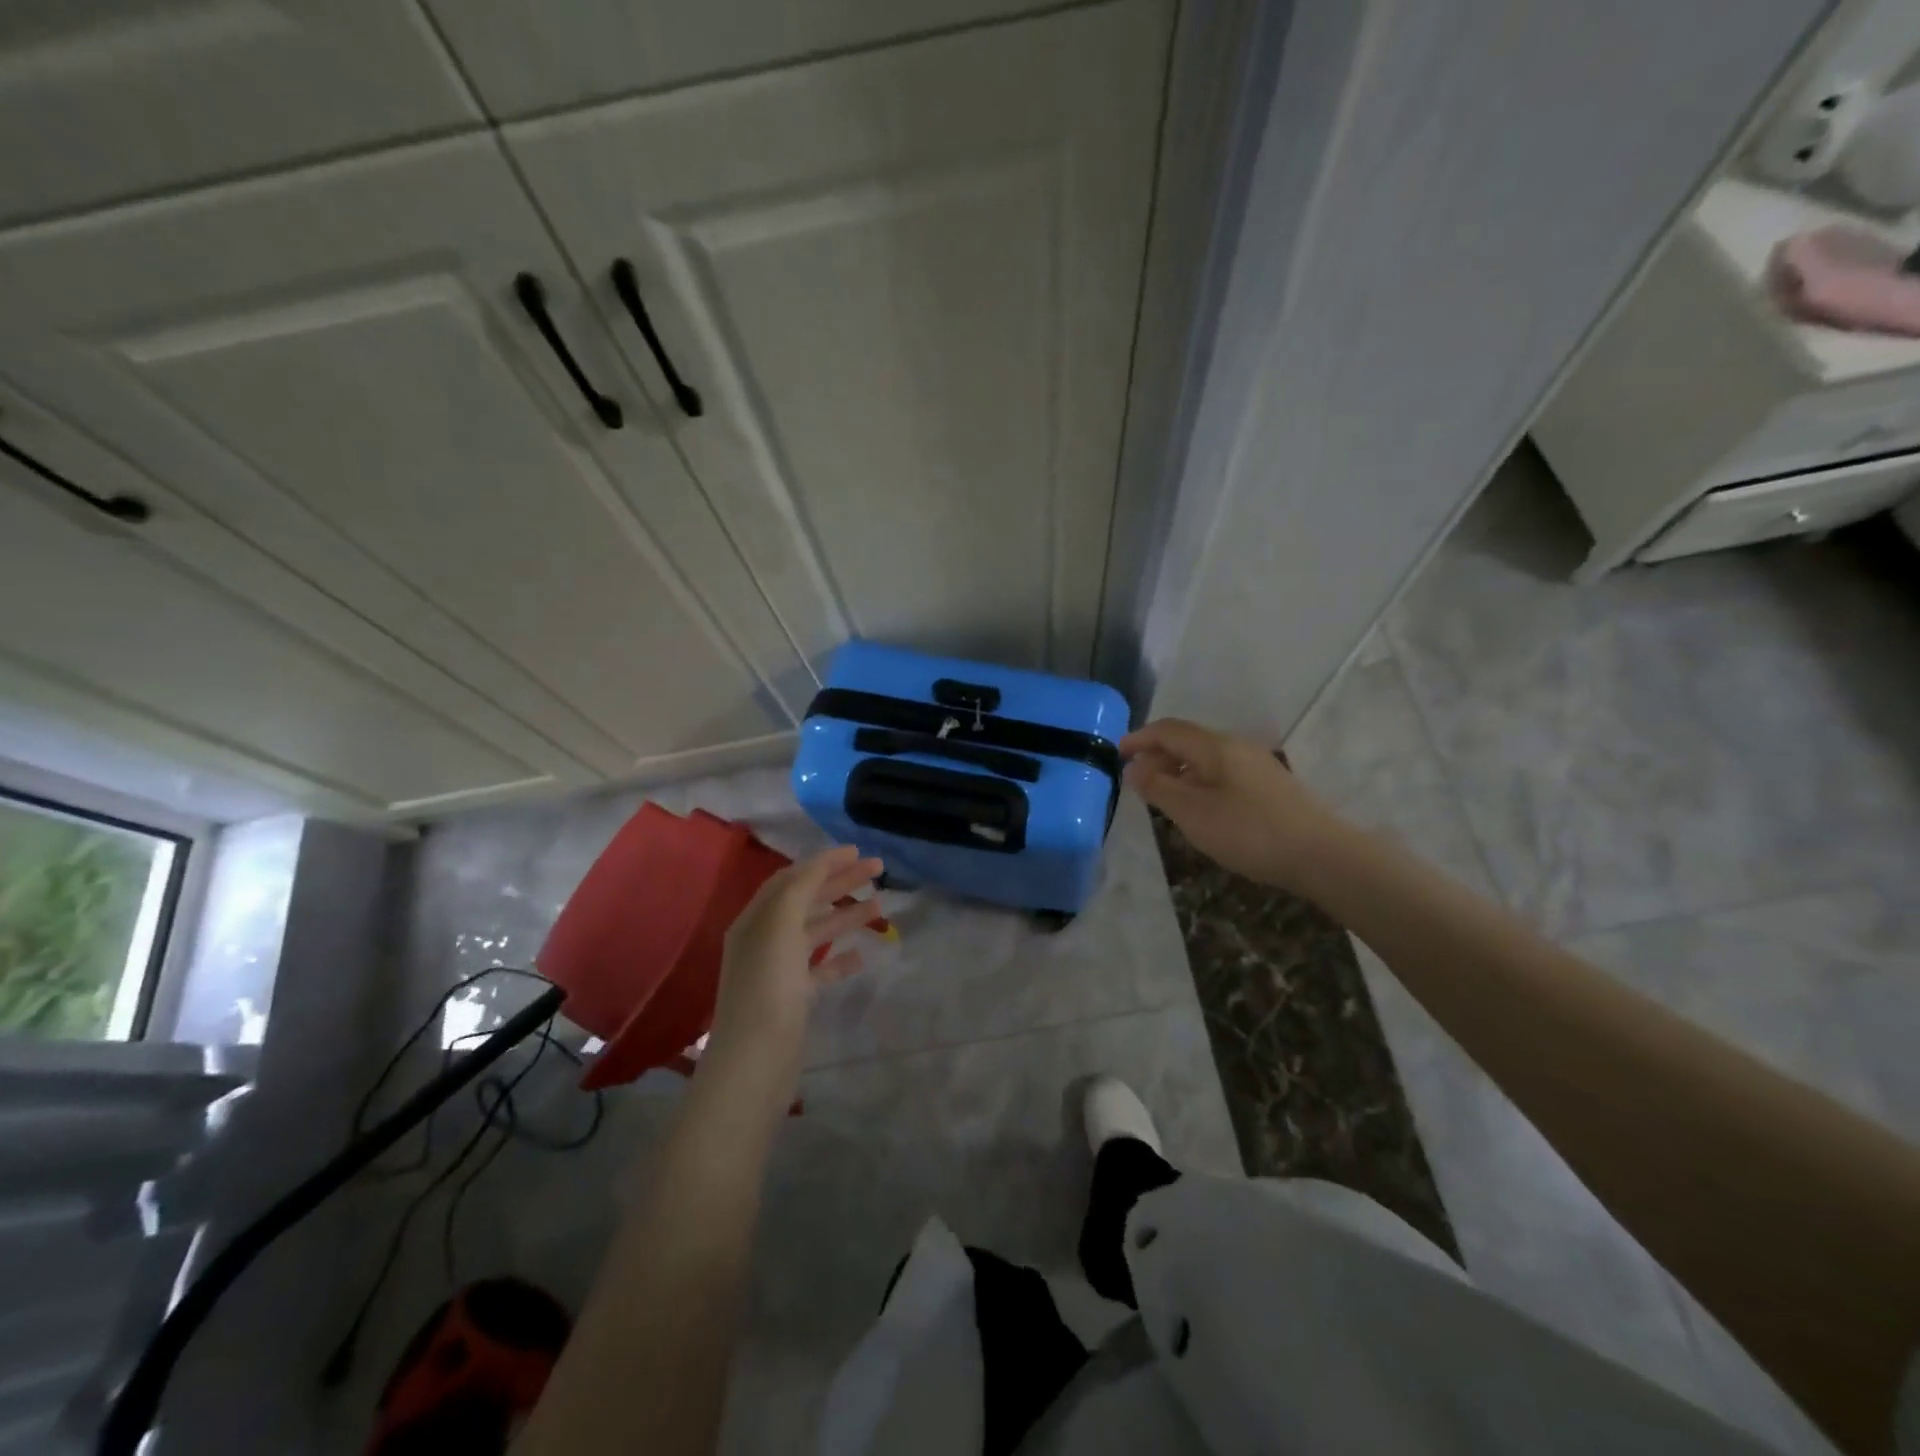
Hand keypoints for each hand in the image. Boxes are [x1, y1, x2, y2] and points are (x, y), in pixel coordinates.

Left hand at [706, 846, 883, 1084]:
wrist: (756, 1061)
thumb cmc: (768, 987)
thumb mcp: (780, 926)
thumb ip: (800, 889)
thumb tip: (820, 863)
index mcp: (756, 919)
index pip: (792, 878)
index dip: (823, 861)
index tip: (858, 851)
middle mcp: (764, 939)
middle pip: (806, 900)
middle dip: (840, 882)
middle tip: (878, 870)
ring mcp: (778, 970)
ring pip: (816, 932)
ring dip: (845, 915)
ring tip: (879, 906)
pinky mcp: (793, 998)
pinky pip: (819, 969)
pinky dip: (840, 958)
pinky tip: (861, 956)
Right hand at [1121, 718, 1334, 889]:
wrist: (1322, 855)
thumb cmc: (1249, 831)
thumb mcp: (1193, 813)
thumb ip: (1159, 787)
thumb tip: (1134, 767)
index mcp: (1215, 746)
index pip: (1168, 729)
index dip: (1140, 738)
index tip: (1117, 753)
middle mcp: (1236, 746)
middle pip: (1188, 740)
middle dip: (1158, 754)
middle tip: (1136, 778)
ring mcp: (1257, 765)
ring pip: (1207, 757)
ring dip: (1179, 769)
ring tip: (1163, 794)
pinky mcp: (1270, 785)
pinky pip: (1223, 772)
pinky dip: (1199, 780)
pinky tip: (1199, 806)